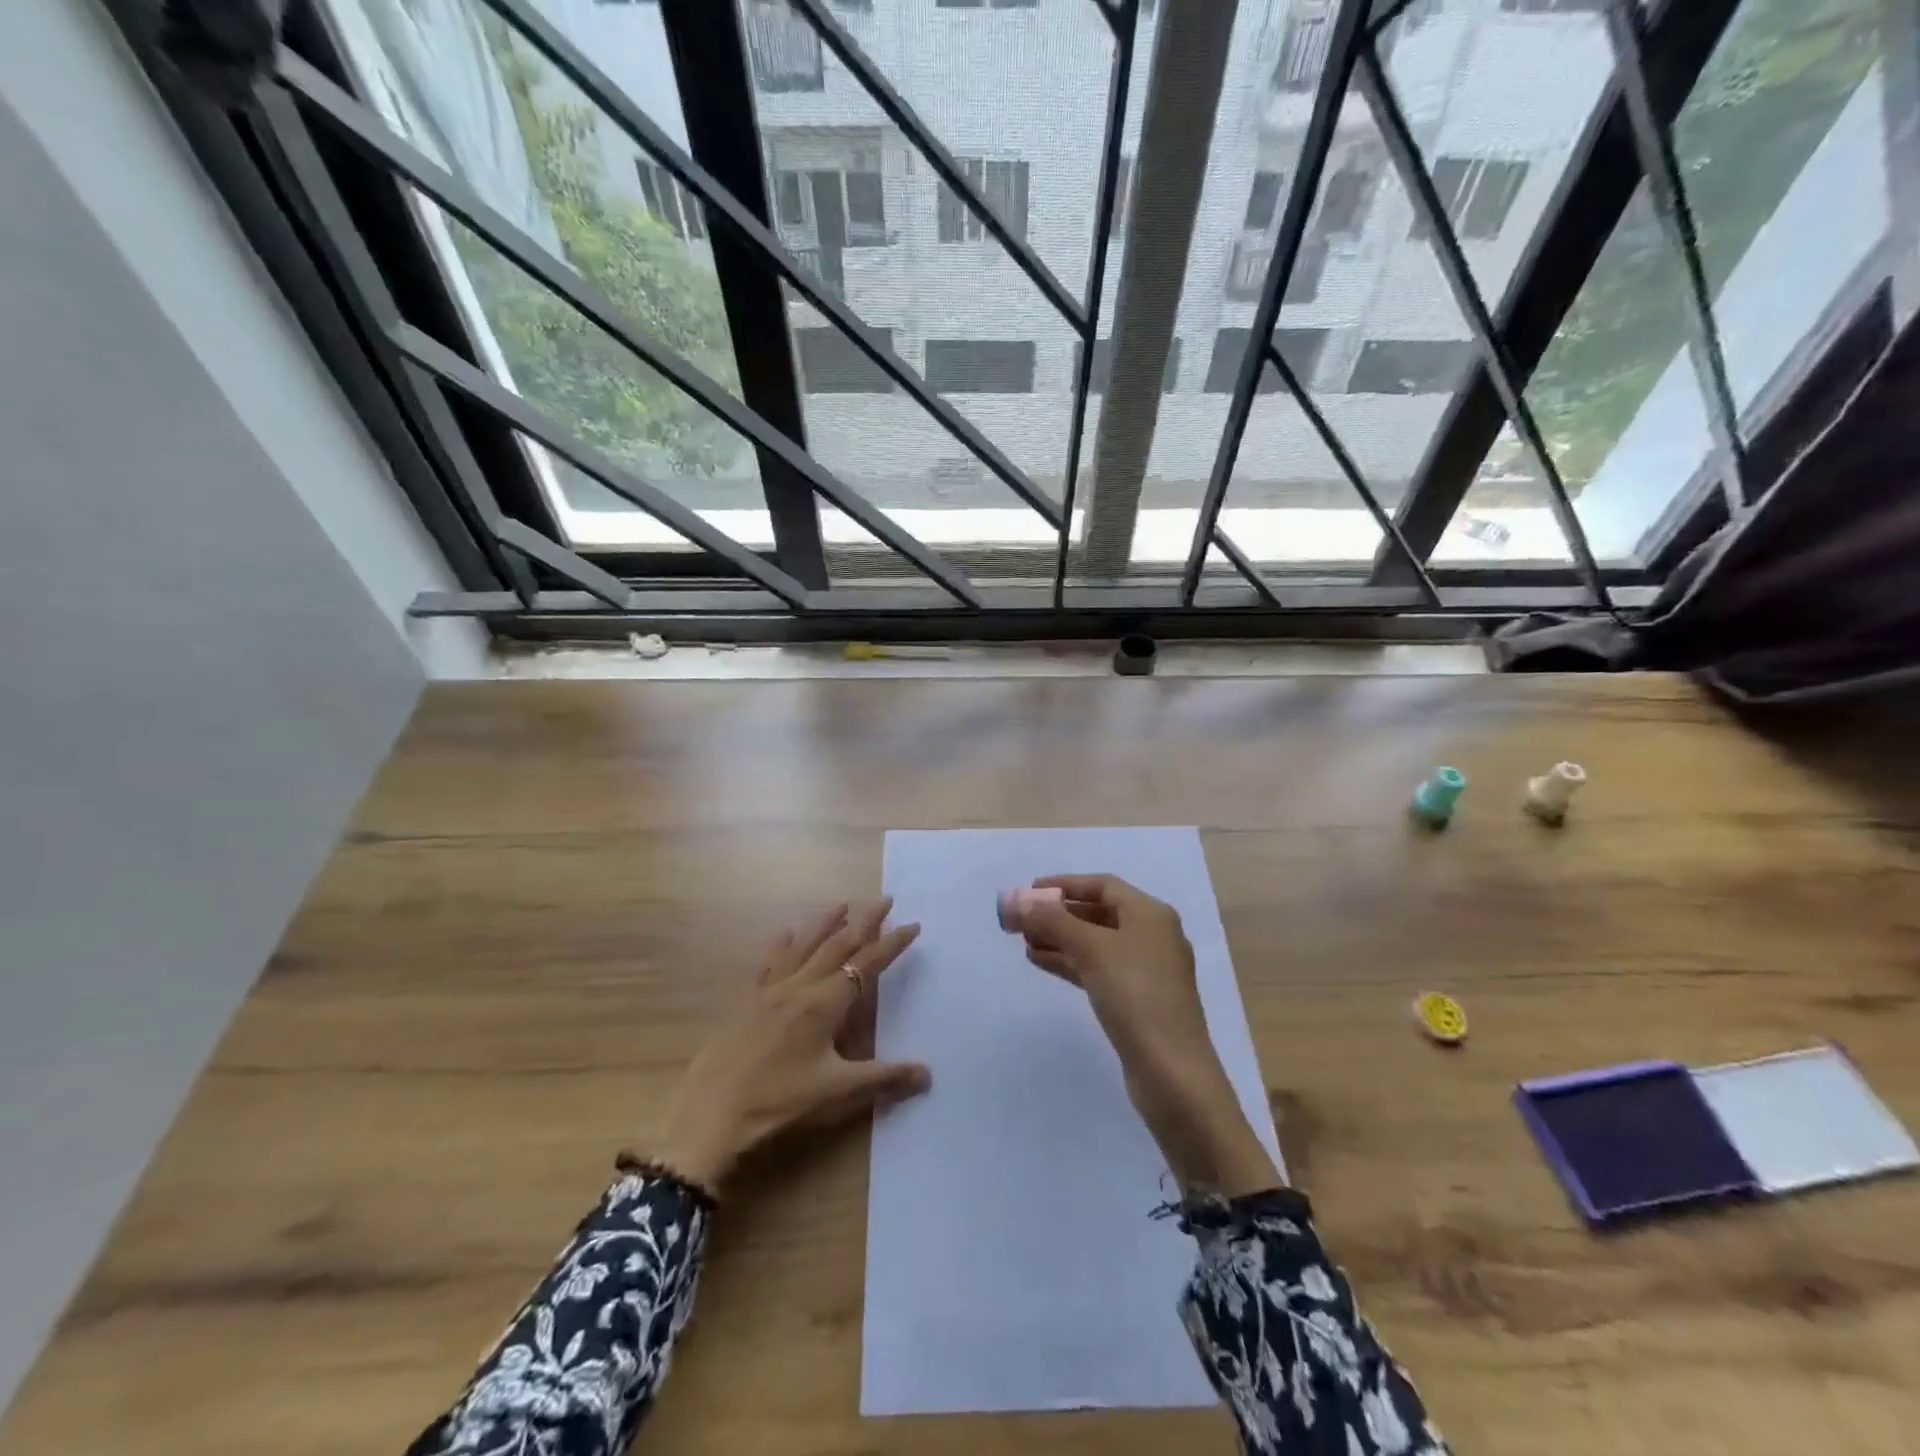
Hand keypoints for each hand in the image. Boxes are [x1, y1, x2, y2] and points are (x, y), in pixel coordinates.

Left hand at [655, 899, 930, 1193]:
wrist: (712, 1114)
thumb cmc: (780, 1102)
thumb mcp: (837, 1092)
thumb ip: (883, 1078)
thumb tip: (927, 1073)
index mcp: (826, 1004)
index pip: (867, 964)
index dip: (892, 945)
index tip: (912, 925)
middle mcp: (801, 987)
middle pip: (837, 945)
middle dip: (864, 921)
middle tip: (884, 900)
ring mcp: (771, 991)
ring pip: (804, 946)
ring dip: (825, 923)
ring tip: (841, 903)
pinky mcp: (749, 1002)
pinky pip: (770, 963)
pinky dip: (782, 945)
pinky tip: (785, 933)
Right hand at [1015, 875, 1280, 1197]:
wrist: (1172, 1072)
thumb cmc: (1135, 995)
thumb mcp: (1091, 949)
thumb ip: (1052, 921)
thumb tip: (1015, 901)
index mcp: (1150, 914)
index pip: (1102, 885)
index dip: (1065, 884)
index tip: (1029, 892)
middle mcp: (1152, 936)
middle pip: (1098, 913)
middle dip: (1058, 914)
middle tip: (1021, 920)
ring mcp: (1147, 971)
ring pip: (1096, 943)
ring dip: (1060, 939)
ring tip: (1024, 942)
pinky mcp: (1138, 1000)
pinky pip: (1098, 969)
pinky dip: (1071, 962)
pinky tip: (1042, 962)